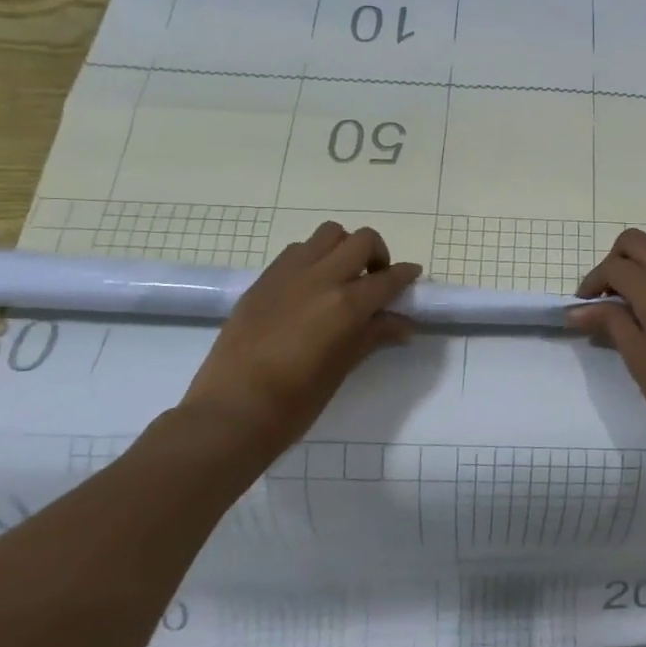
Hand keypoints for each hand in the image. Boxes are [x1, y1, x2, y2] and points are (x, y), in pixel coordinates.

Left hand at [178, 222, 420, 464]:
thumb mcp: (343, 367)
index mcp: (346, 304)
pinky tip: (310, 286)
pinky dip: (314, 257)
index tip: (413, 276)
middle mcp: (320, 278)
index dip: (406, 275)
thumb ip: (374, 336)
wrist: (231, 412)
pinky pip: (297, 251)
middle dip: (377, 254)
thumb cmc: (295, 402)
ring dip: (344, 248)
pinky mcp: (263, 279)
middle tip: (375, 279)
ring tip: (342, 276)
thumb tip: (403, 324)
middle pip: (361, 240)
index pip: (388, 278)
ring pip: (328, 234)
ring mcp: (288, 274)